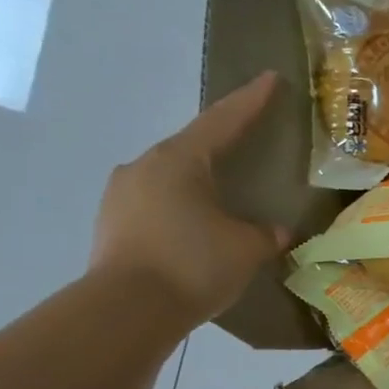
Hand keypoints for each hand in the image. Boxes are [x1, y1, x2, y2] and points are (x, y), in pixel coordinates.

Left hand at [89, 72, 290, 326]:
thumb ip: (266, 234)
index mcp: (180, 160)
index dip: (250, 101)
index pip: (223, 121)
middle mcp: (144, 166)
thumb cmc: (193, 264)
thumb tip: (278, 232)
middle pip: (191, 149)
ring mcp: (121, 195)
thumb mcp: (246, 248)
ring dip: (196, 186)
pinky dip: (178, 212)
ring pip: (169, 180)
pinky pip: (154, 207)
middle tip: (245, 149)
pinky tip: (193, 232)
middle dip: (220, 148)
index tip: (269, 78)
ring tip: (220, 202)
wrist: (127, 310)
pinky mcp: (111, 225)